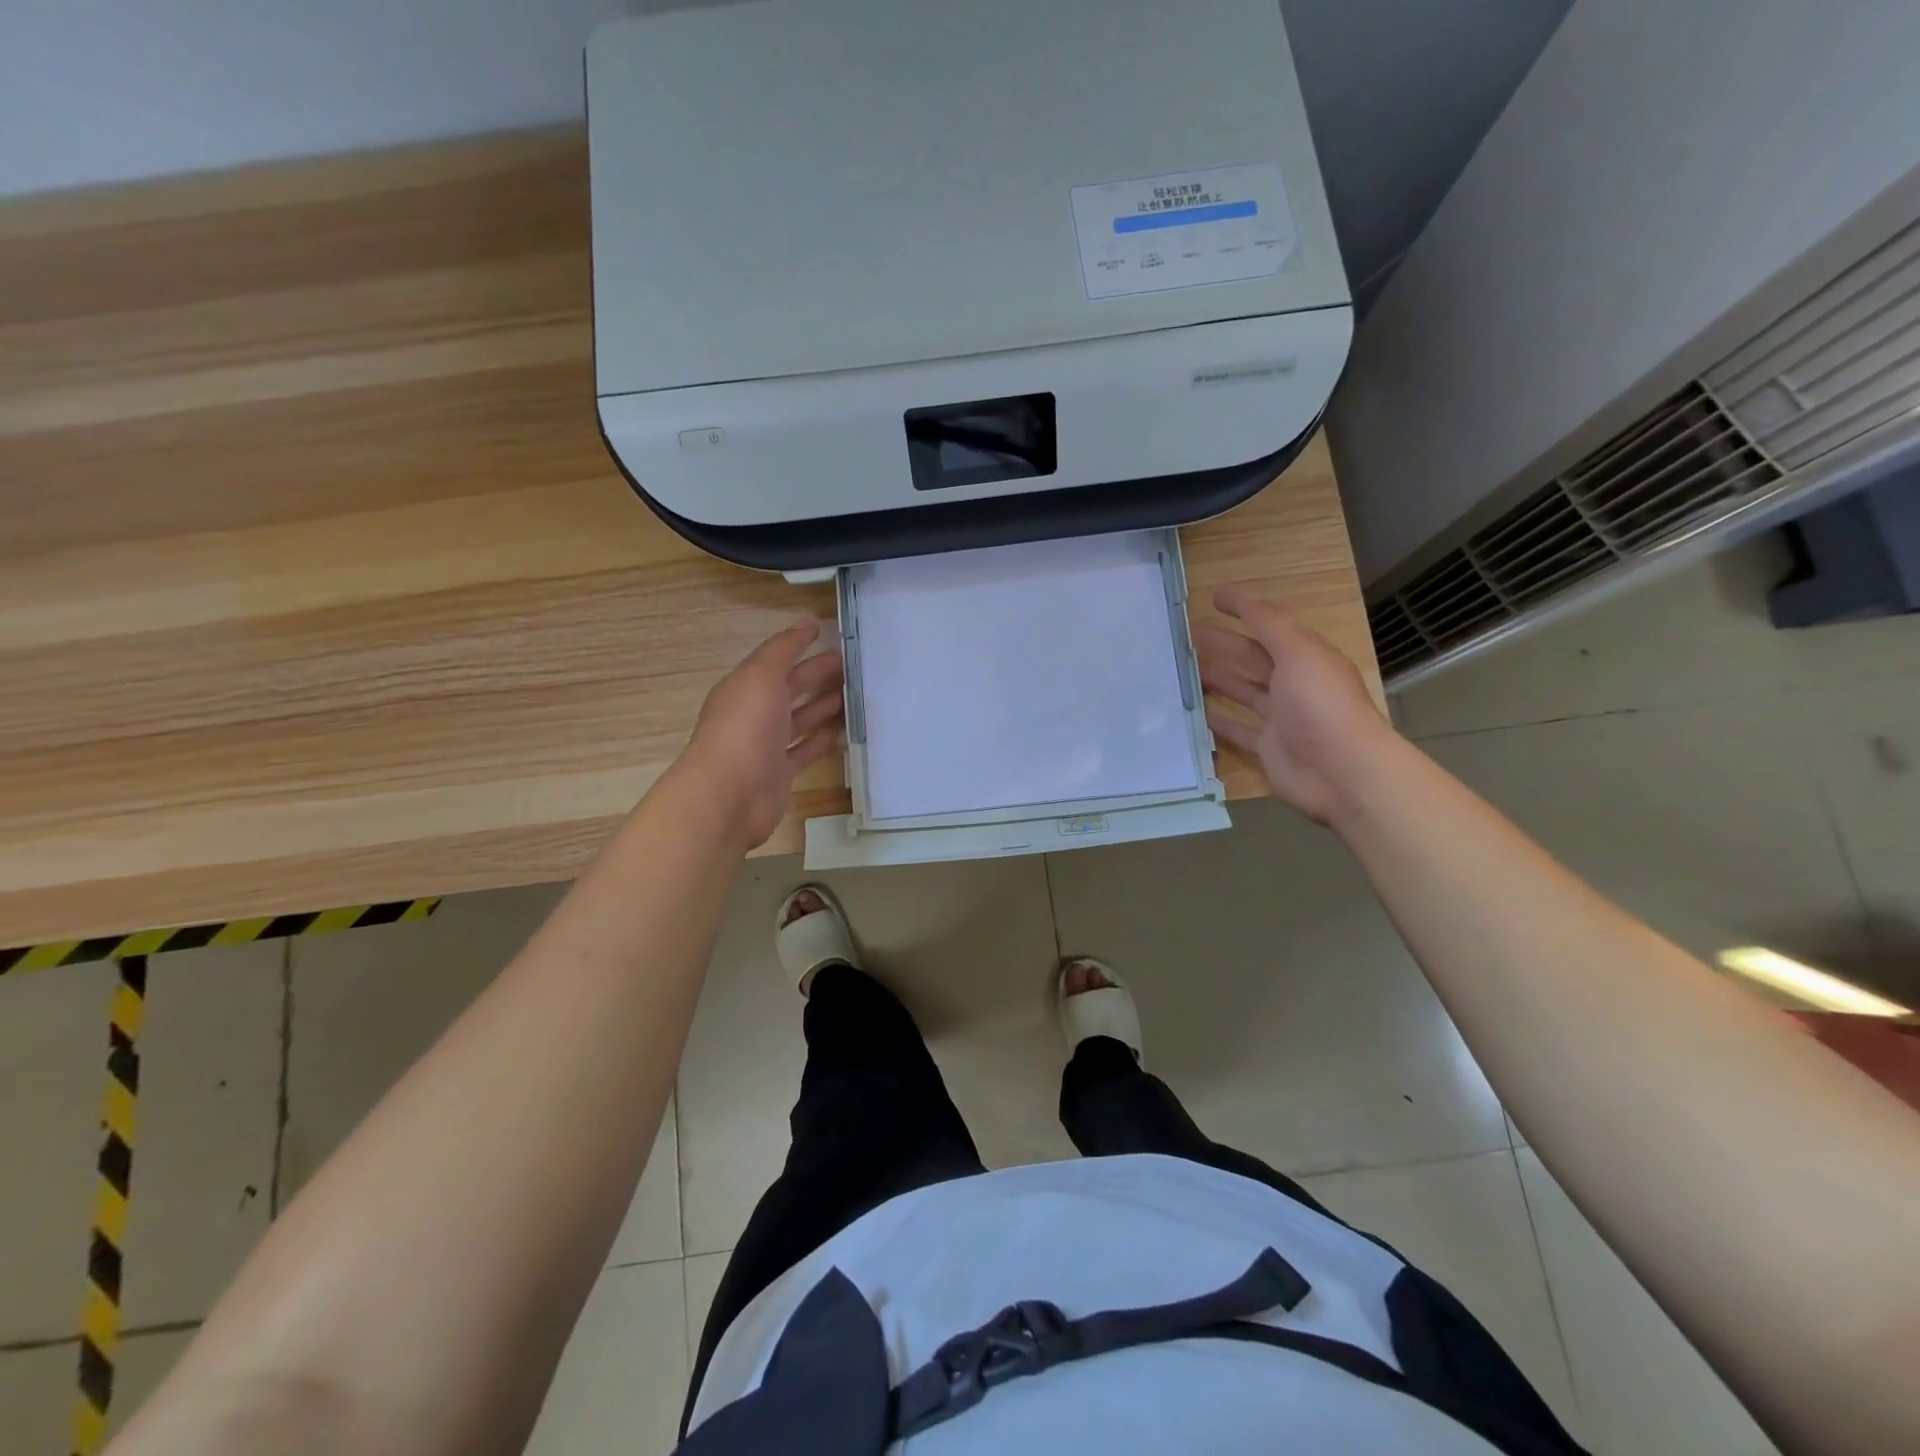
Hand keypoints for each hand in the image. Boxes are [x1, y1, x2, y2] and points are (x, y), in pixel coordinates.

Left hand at [679, 621, 844, 850]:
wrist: (730, 794)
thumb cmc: (744, 728)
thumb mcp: (762, 676)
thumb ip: (784, 649)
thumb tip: (807, 623)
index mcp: (745, 687)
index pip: (777, 661)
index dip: (801, 647)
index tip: (832, 637)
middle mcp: (754, 714)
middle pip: (790, 689)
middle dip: (818, 675)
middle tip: (853, 666)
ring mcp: (766, 746)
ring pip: (799, 720)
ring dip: (823, 707)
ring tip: (853, 696)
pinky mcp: (780, 773)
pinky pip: (805, 752)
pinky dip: (822, 742)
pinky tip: (843, 734)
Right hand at [1193, 589, 1395, 824]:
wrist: (1342, 771)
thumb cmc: (1320, 705)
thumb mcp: (1299, 653)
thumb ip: (1269, 625)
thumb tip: (1238, 598)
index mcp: (1305, 656)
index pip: (1270, 625)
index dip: (1244, 610)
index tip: (1213, 598)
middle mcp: (1294, 684)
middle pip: (1252, 657)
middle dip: (1223, 644)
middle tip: (1187, 635)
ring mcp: (1281, 717)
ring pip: (1243, 691)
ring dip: (1217, 678)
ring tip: (1185, 669)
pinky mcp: (1268, 747)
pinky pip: (1238, 729)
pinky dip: (1219, 720)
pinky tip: (1196, 712)